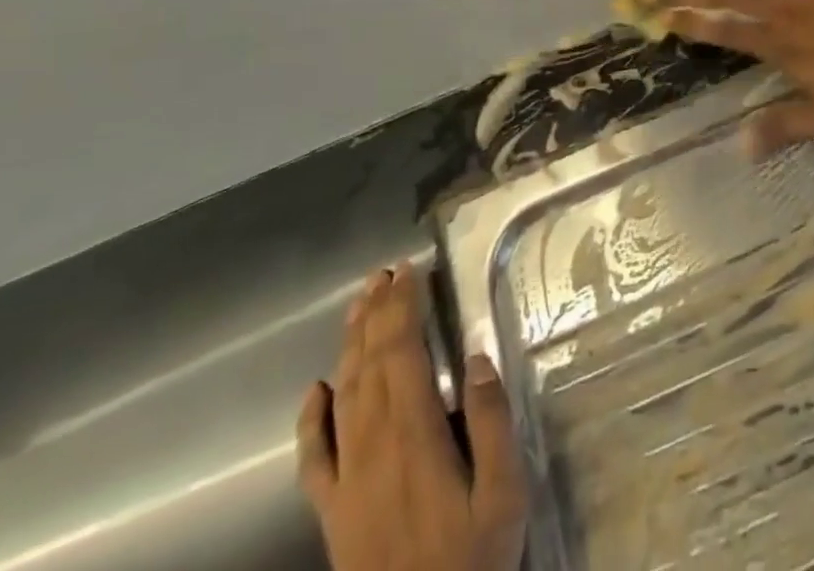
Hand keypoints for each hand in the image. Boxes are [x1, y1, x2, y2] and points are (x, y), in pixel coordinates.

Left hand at [296, 263, 526, 570]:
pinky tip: (316, 389)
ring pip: (343, 395)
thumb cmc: (470, 565)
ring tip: (359, 305)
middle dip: (377, 313)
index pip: (402, 352)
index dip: (402, 308)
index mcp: (414, 435)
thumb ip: (490, 422)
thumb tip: (476, 357)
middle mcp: (372, 447)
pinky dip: (311, 419)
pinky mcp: (331, 514)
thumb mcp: (503, 495)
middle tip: (383, 273)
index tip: (408, 270)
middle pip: (370, 363)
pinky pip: (313, 458)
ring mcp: (346, 481)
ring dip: (350, 344)